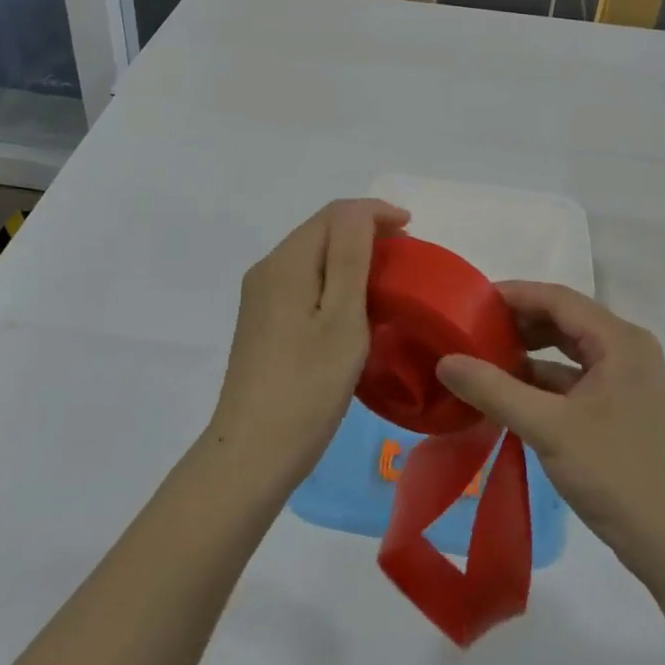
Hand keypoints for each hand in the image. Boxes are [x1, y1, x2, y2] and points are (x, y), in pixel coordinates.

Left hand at [209, 199, 408, 484]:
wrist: (253, 454)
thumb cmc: (308, 386)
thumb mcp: (342, 318)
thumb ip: (351, 256)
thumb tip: (363, 211)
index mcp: (287, 262)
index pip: (335, 214)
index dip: (375, 212)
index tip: (412, 230)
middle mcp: (268, 269)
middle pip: (321, 230)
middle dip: (364, 230)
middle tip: (405, 254)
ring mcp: (261, 296)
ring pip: (312, 255)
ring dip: (349, 254)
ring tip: (386, 276)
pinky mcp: (262, 321)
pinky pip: (303, 280)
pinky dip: (333, 278)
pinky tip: (353, 304)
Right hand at [436, 282, 664, 583]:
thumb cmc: (616, 474)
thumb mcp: (548, 429)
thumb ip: (494, 390)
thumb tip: (445, 360)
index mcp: (619, 340)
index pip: (557, 298)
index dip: (513, 295)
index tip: (470, 302)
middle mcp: (628, 350)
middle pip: (565, 320)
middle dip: (519, 323)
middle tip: (472, 330)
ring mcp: (630, 381)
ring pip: (570, 350)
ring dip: (530, 353)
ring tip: (485, 359)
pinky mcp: (625, 409)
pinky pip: (577, 379)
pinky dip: (545, 381)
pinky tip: (512, 395)